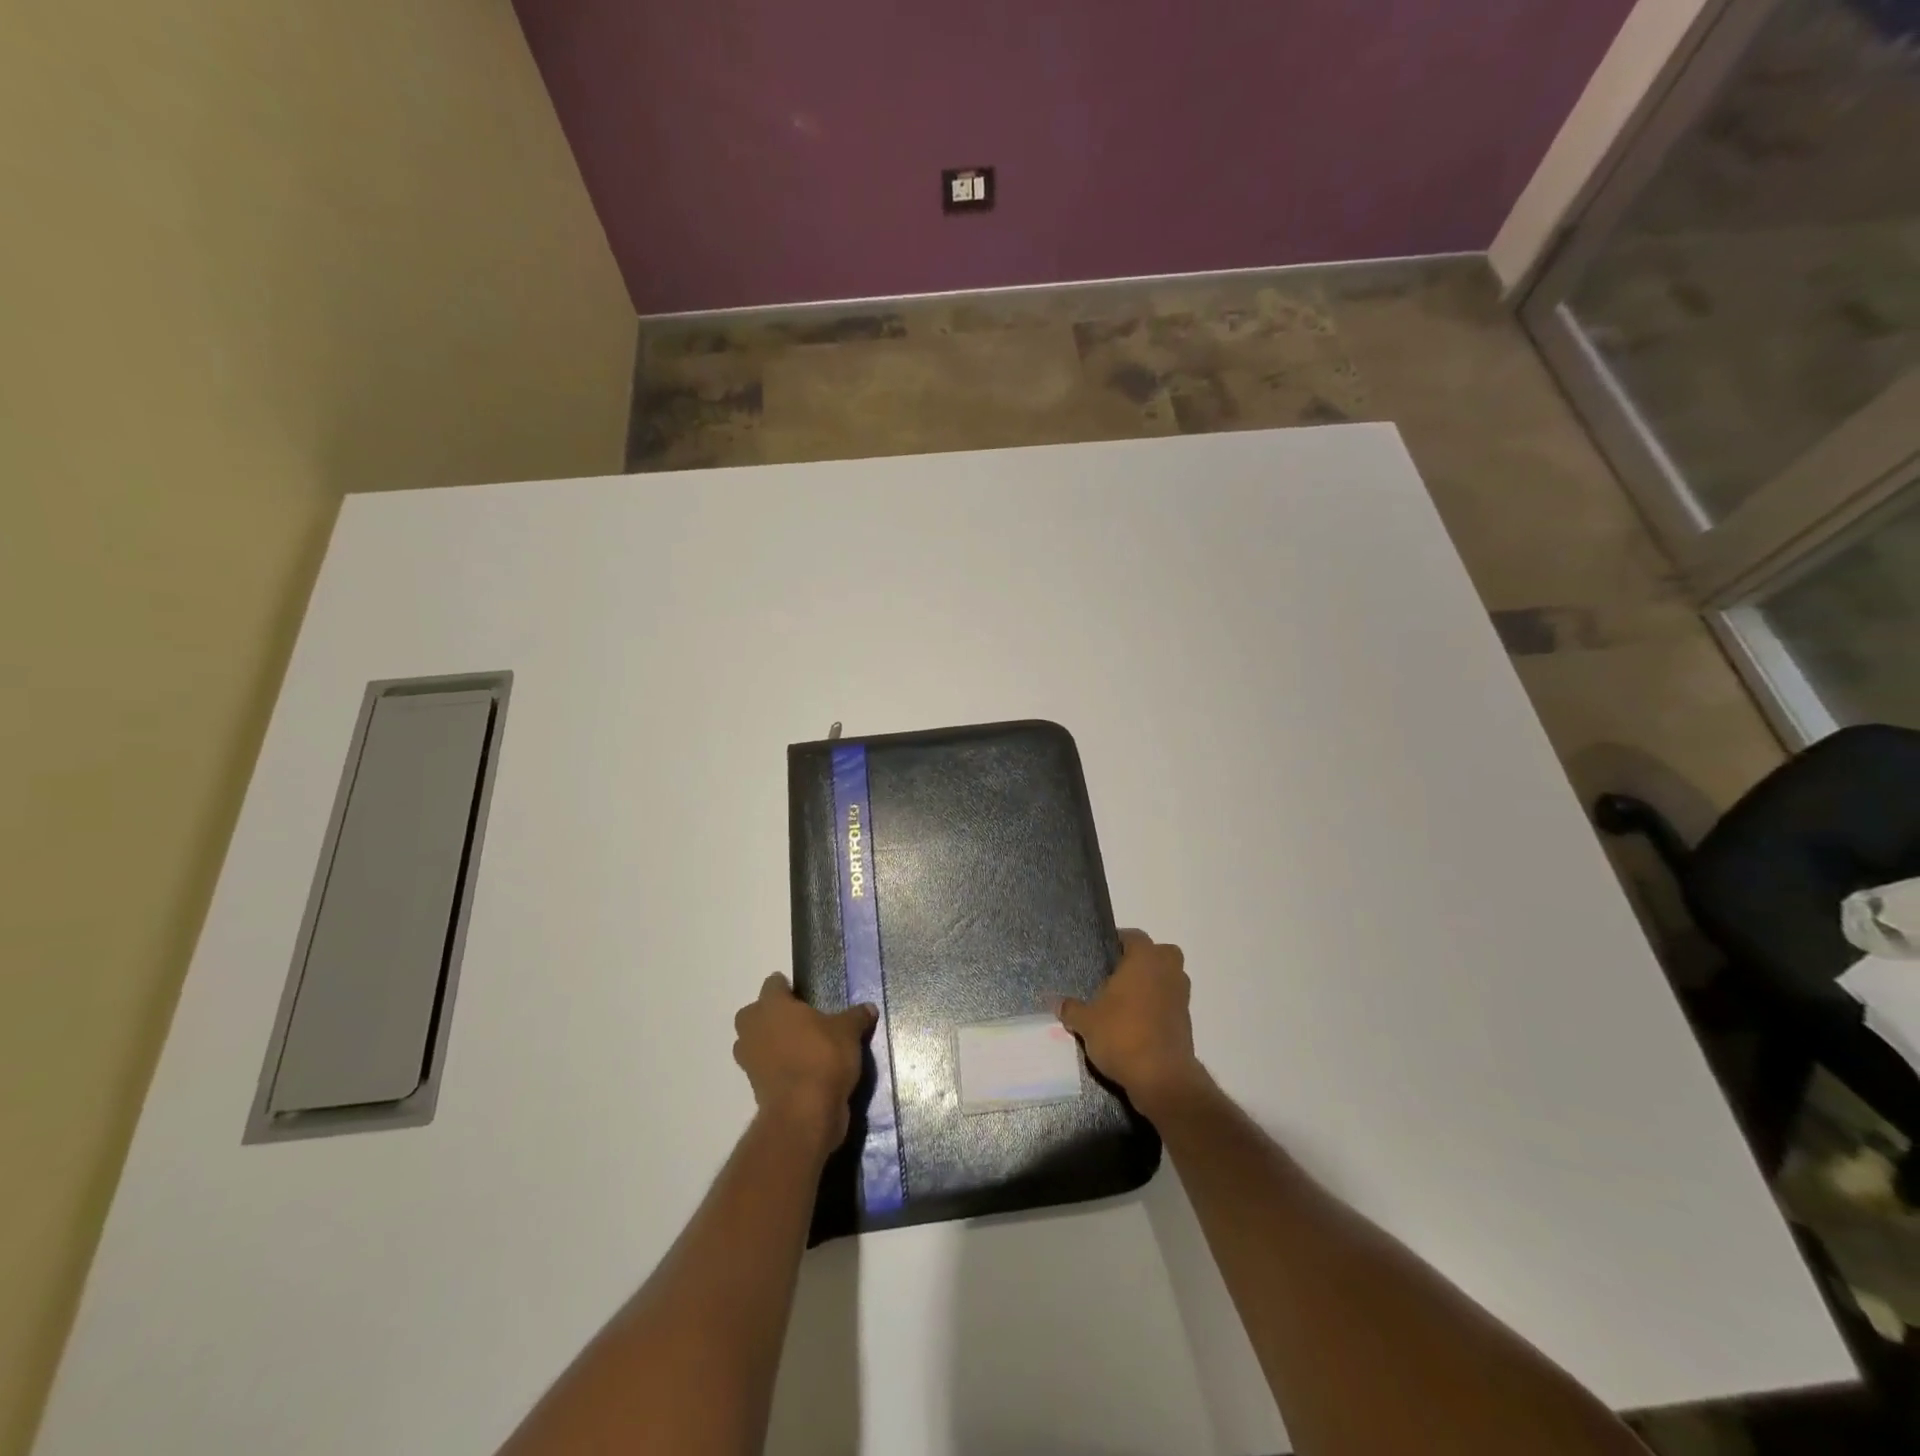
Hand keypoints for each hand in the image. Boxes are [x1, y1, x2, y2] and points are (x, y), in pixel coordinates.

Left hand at [733, 974, 875, 1150]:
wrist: (804, 1113)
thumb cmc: (823, 1057)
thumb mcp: (848, 1032)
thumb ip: (856, 1017)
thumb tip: (869, 1008)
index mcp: (772, 1005)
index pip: (773, 984)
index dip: (786, 987)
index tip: (803, 993)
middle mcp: (754, 1028)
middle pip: (754, 1013)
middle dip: (770, 1015)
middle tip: (799, 1020)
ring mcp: (749, 1059)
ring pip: (754, 1041)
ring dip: (769, 1042)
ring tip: (798, 1046)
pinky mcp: (753, 1087)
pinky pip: (762, 1067)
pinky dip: (775, 1067)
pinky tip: (800, 1070)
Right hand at [1057, 930, 1203, 1113]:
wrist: (1162, 1078)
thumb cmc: (1122, 1036)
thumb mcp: (1086, 1022)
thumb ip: (1071, 1008)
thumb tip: (1056, 1002)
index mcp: (1144, 960)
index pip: (1134, 936)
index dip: (1119, 941)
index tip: (1104, 952)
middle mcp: (1167, 972)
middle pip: (1161, 953)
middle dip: (1144, 959)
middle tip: (1119, 974)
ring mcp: (1181, 997)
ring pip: (1169, 978)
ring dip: (1154, 983)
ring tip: (1126, 1000)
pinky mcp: (1186, 1022)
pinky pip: (1171, 1003)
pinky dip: (1159, 1007)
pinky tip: (1137, 1023)